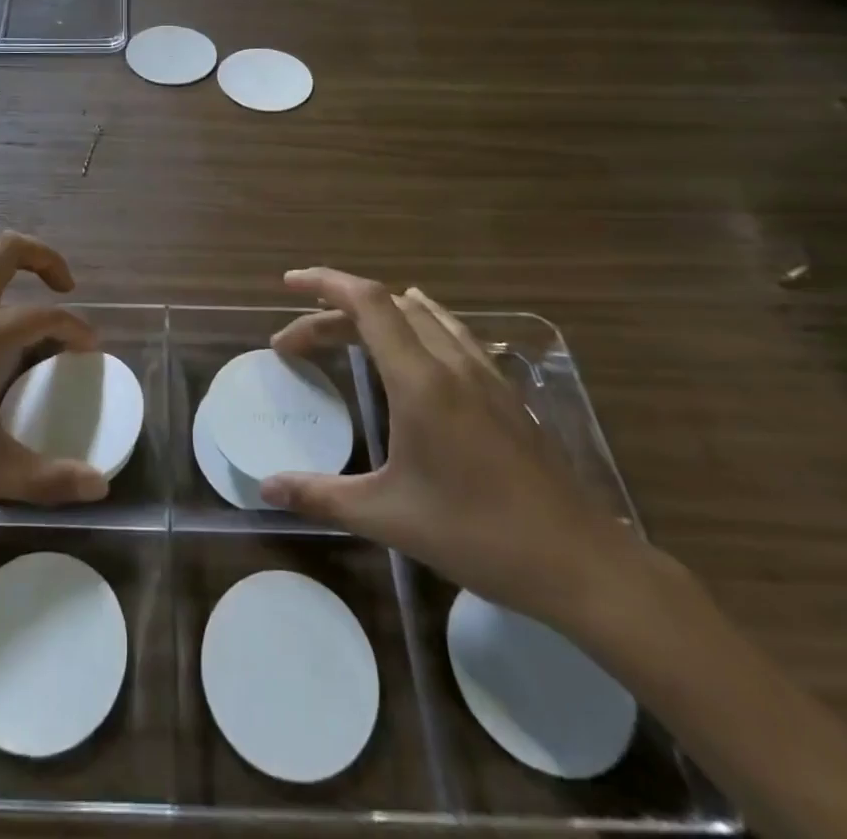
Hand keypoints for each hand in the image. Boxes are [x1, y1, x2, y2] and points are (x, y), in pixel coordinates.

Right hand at [261, 269, 639, 627]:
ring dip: (377, 314)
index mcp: (421, 381)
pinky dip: (419, 322)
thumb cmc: (478, 535)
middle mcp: (452, 363)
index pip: (367, 303)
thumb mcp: (388, 517)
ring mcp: (484, 373)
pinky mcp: (505, 391)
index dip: (324, 282)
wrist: (581, 563)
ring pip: (423, 314)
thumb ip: (321, 495)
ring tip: (343, 330)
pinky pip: (453, 333)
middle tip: (296, 345)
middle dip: (334, 313)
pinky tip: (419, 341)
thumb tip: (265, 487)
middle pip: (386, 307)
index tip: (288, 283)